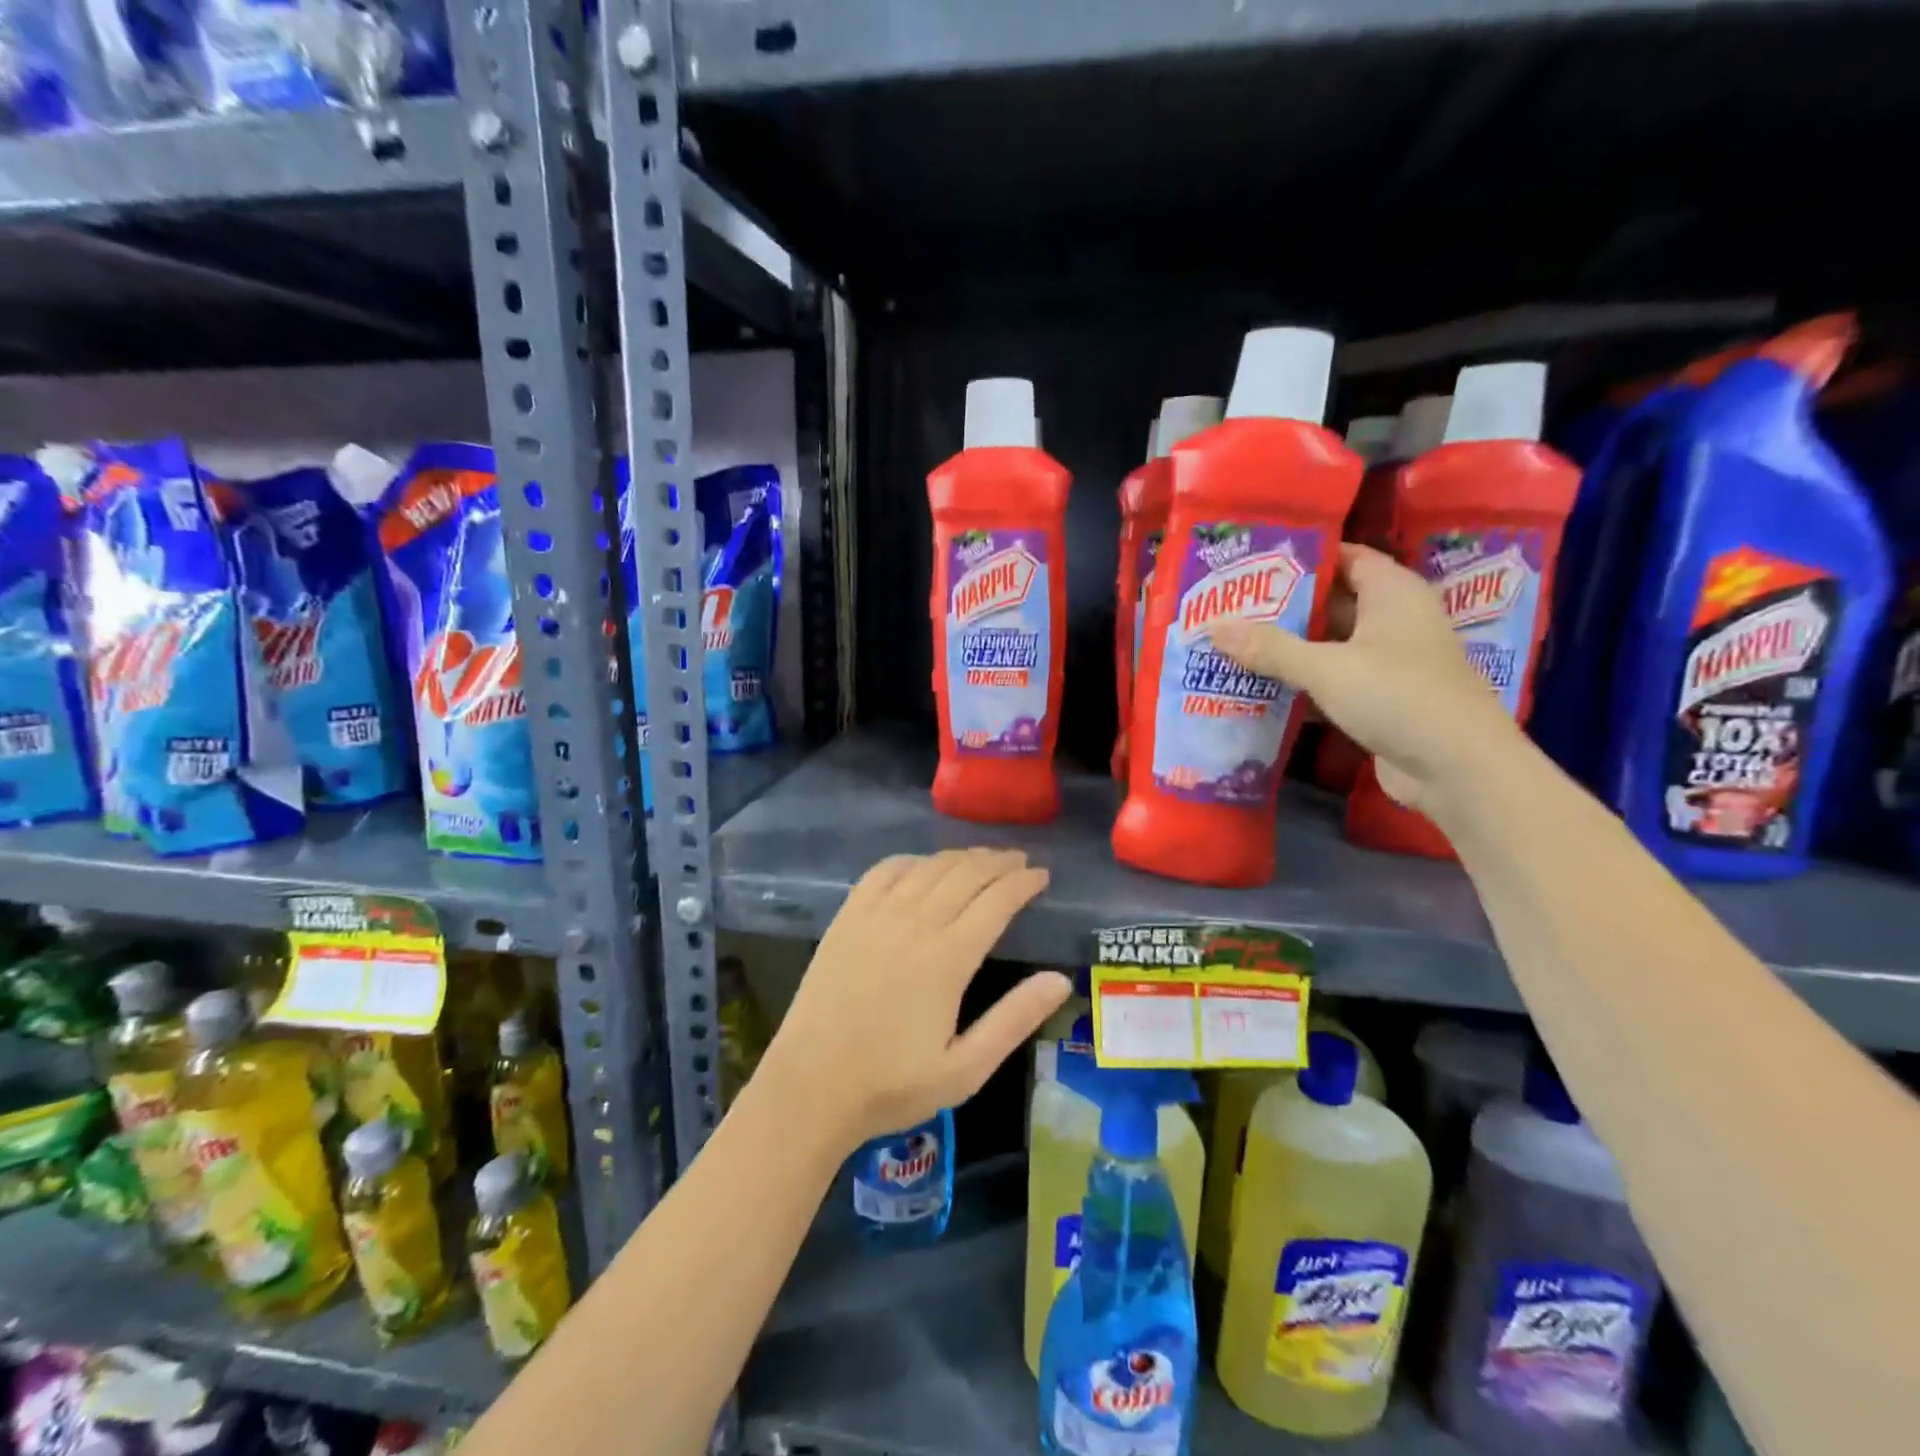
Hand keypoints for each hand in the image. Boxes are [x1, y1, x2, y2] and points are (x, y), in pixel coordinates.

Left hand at [759, 849, 1069, 1150]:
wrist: (810, 1086)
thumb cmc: (892, 1085)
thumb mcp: (966, 1069)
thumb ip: (1014, 1020)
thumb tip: (1059, 980)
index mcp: (948, 958)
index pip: (997, 901)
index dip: (1024, 882)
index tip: (1042, 875)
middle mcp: (914, 923)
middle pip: (966, 874)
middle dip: (999, 862)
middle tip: (1020, 860)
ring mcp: (876, 915)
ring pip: (929, 867)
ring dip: (962, 856)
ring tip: (983, 858)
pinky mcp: (847, 917)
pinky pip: (885, 870)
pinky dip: (912, 860)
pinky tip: (923, 865)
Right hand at [1210, 544, 1521, 815]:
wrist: (1457, 768)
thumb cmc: (1398, 697)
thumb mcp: (1327, 668)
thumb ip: (1269, 647)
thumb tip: (1211, 625)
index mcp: (1393, 593)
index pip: (1345, 557)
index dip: (1302, 556)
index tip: (1252, 561)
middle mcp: (1393, 620)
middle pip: (1331, 602)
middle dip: (1282, 605)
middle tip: (1229, 605)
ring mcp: (1388, 662)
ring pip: (1328, 645)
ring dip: (1286, 647)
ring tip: (1231, 643)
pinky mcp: (1380, 699)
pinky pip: (1331, 680)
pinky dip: (1299, 683)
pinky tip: (1257, 688)